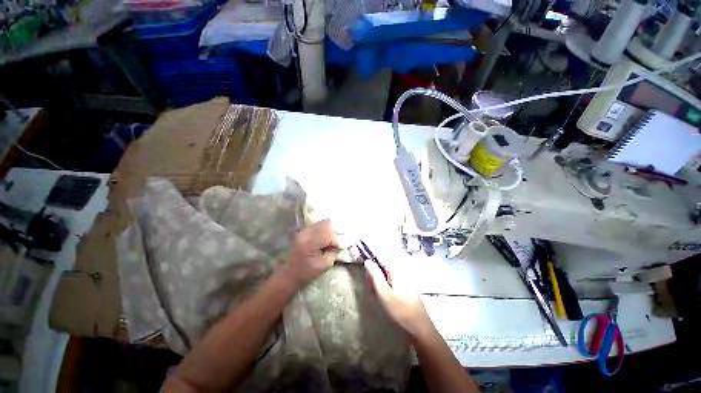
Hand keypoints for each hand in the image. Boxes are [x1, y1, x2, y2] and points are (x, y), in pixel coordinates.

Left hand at [281, 219, 340, 286]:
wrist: (289, 274)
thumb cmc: (307, 272)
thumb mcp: (324, 265)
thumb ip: (333, 252)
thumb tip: (338, 244)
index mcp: (310, 243)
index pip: (329, 233)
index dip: (336, 241)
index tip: (339, 249)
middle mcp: (306, 233)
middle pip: (326, 224)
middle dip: (333, 233)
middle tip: (334, 244)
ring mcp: (304, 231)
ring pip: (322, 223)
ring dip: (328, 231)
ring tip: (329, 242)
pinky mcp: (303, 231)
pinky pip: (317, 225)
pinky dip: (323, 230)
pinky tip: (323, 240)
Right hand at [364, 260, 432, 338]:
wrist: (421, 330)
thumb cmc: (400, 312)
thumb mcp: (384, 294)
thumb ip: (376, 276)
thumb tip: (368, 261)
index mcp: (396, 272)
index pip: (381, 257)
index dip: (371, 256)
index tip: (360, 258)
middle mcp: (401, 274)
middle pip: (383, 268)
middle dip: (374, 274)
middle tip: (369, 287)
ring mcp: (404, 283)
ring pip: (386, 277)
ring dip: (378, 283)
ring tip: (374, 295)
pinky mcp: (405, 292)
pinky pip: (391, 285)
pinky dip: (384, 289)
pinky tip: (383, 300)